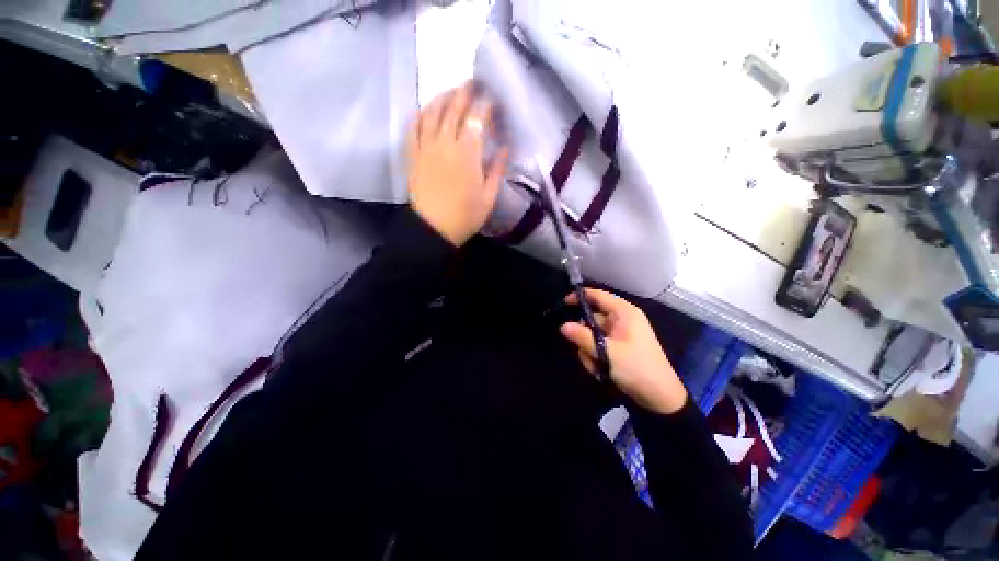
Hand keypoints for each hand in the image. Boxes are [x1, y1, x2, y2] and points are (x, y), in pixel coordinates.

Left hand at [407, 82, 508, 245]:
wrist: (433, 229)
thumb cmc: (465, 217)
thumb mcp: (489, 197)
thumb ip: (497, 170)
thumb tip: (505, 149)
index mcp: (467, 154)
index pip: (477, 119)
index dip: (485, 106)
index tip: (493, 101)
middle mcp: (445, 143)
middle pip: (454, 109)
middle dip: (465, 92)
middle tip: (474, 83)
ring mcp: (426, 147)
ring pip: (432, 112)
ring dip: (443, 97)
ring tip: (452, 91)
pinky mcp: (413, 155)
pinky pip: (413, 126)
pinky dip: (421, 113)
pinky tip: (427, 108)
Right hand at [560, 289, 688, 414]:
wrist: (660, 398)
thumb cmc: (636, 368)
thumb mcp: (606, 352)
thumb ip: (582, 337)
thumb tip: (563, 326)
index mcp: (624, 313)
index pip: (598, 295)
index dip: (580, 297)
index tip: (563, 304)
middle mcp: (622, 319)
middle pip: (592, 318)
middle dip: (584, 335)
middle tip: (583, 349)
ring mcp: (620, 333)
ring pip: (593, 334)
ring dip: (589, 349)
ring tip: (596, 365)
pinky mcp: (619, 346)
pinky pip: (599, 344)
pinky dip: (596, 355)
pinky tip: (600, 369)